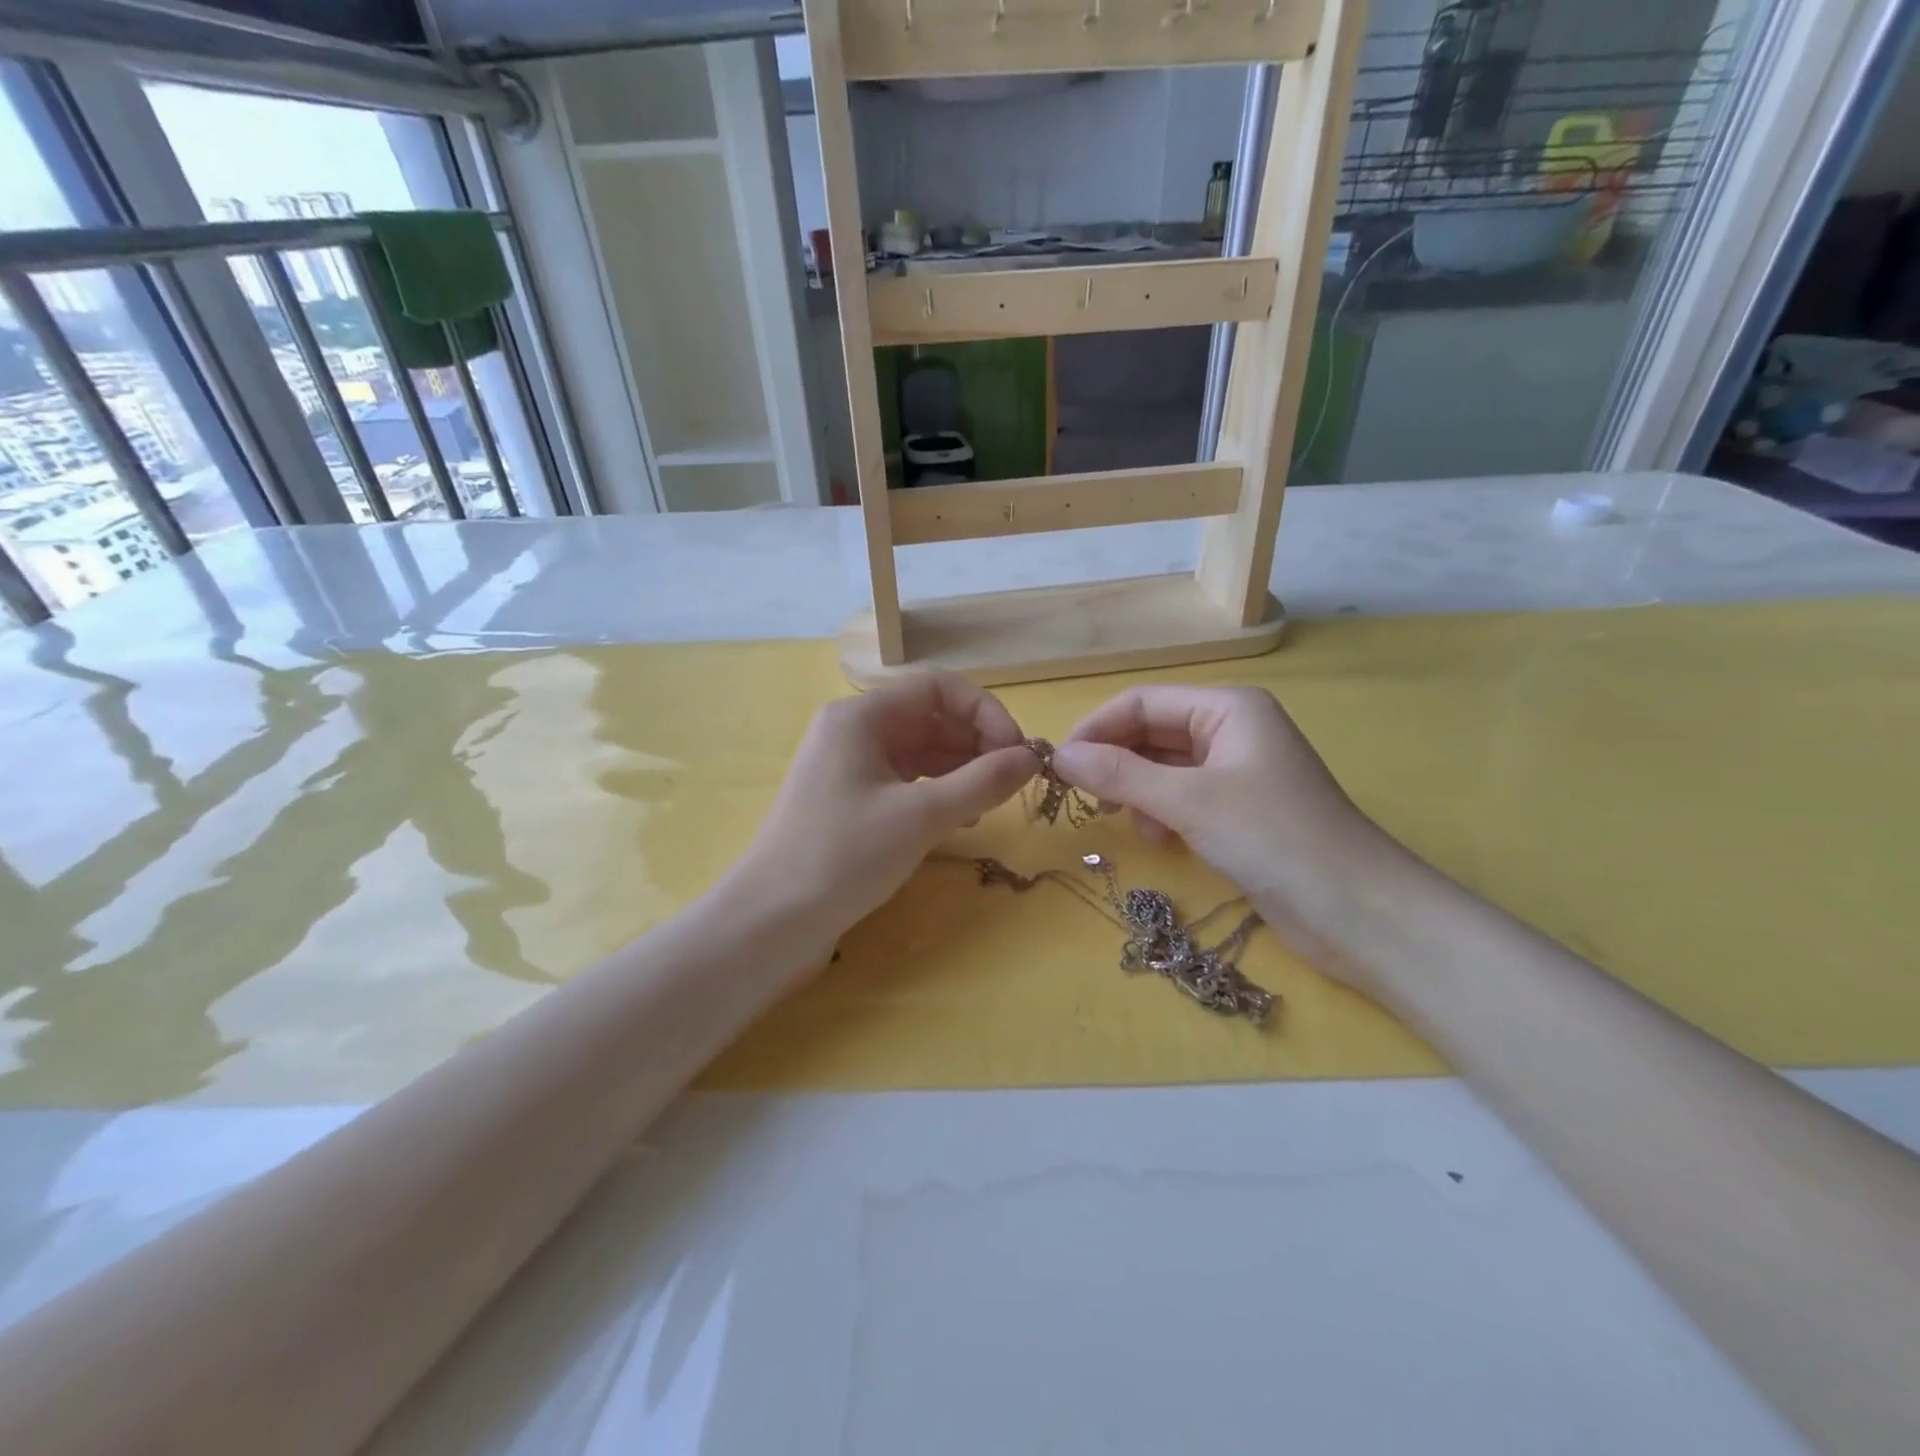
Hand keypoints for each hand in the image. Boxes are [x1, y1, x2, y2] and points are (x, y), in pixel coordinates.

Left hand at [730, 673, 1035, 950]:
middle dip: (977, 743)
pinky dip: (938, 793)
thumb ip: (982, 781)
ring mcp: (849, 767)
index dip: (985, 712)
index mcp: (861, 716)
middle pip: (930, 718)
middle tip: (1015, 781)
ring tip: (994, 802)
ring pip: (921, 752)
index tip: (1018, 751)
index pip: (938, 689)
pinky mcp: (850, 802)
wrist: (772, 922)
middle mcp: (853, 731)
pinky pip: (906, 781)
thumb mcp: (921, 816)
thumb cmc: (844, 856)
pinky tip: (963, 818)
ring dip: (962, 770)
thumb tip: (1031, 758)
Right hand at [1051, 686, 1393, 968]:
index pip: (1142, 702)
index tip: (1058, 765)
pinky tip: (1158, 838)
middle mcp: (1231, 729)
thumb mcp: (1189, 801)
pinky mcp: (1238, 810)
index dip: (1096, 729)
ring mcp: (1236, 771)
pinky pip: (1181, 796)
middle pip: (1151, 732)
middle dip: (1115, 761)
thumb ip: (1120, 775)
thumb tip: (1059, 756)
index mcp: (1227, 708)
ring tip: (1124, 820)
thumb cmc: (1274, 838)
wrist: (1356, 911)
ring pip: (1163, 766)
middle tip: (1084, 797)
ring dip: (1136, 790)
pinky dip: (1160, 812)